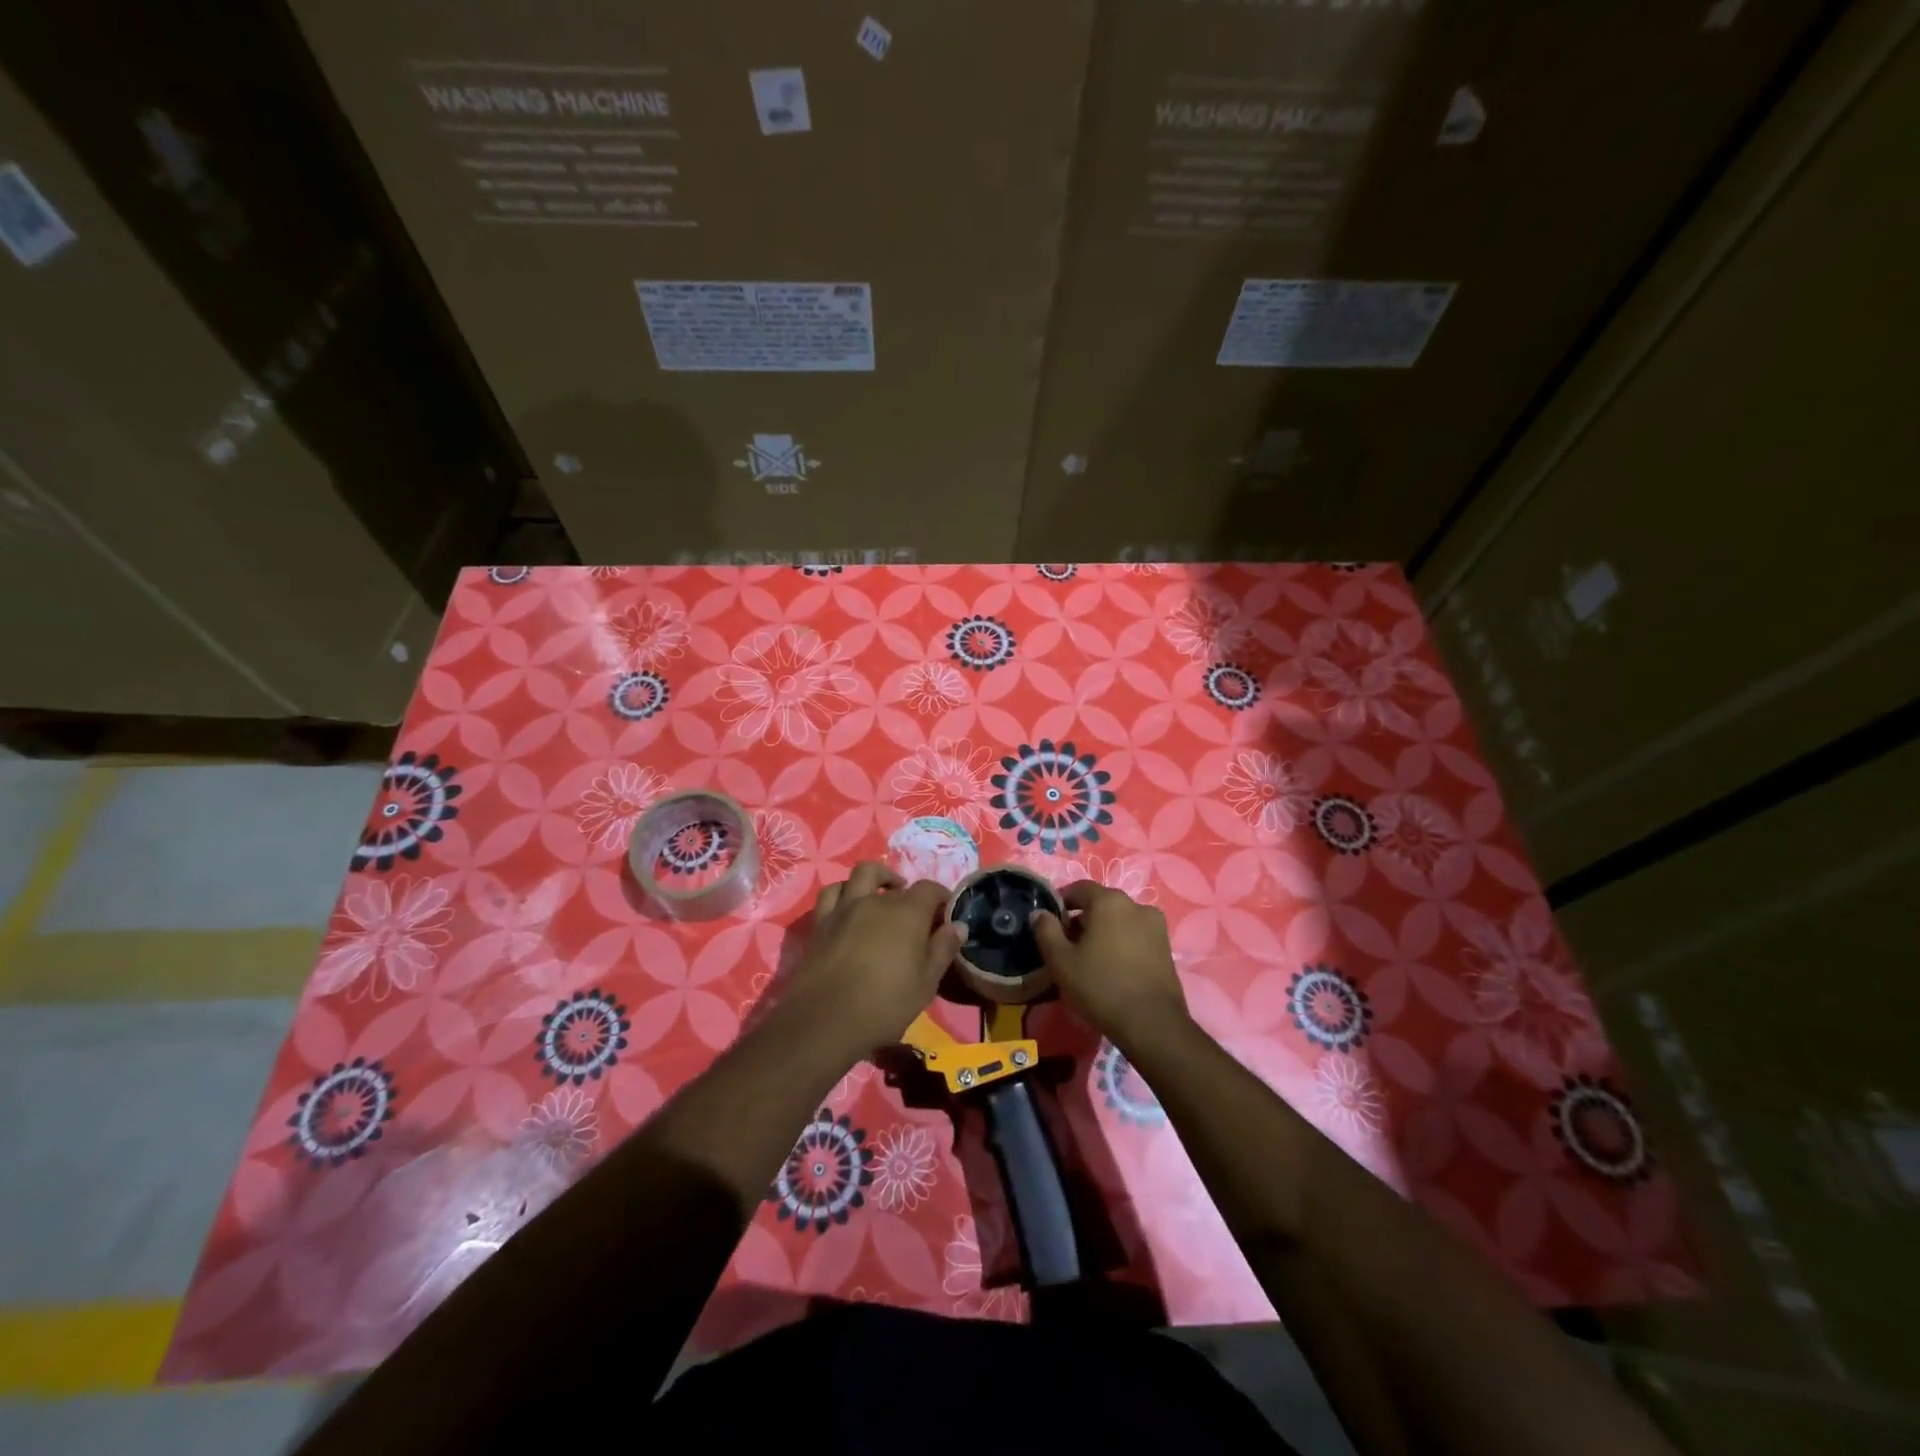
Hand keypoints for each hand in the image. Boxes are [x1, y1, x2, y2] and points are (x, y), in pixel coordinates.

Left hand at [776, 862, 965, 1059]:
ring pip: (861, 874)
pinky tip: (849, 905)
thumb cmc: (885, 1004)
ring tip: (883, 893)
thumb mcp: (926, 983)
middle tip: (915, 914)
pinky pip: (831, 893)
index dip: (941, 897)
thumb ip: (943, 949)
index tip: (946, 912)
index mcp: (907, 912)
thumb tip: (959, 925)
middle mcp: (876, 900)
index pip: (930, 889)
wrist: (827, 1019)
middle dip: (910, 894)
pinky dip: (844, 892)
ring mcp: (846, 907)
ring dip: (877, 878)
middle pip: (896, 885)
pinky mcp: (821, 921)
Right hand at [1031, 882, 1187, 1049]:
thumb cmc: (1101, 987)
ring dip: (1102, 932)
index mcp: (1110, 901)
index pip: (1079, 888)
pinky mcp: (1166, 947)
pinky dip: (1121, 943)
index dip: (1061, 902)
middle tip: (1066, 945)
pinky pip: (1135, 936)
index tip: (1049, 923)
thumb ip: (1046, 931)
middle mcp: (1136, 905)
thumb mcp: (1061, 961)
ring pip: (1119, 920)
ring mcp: (1156, 926)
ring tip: (1089, 959)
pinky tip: (1111, 968)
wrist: (1152, 1024)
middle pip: (1101, 904)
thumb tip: (1040, 913)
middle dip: (1082, 919)